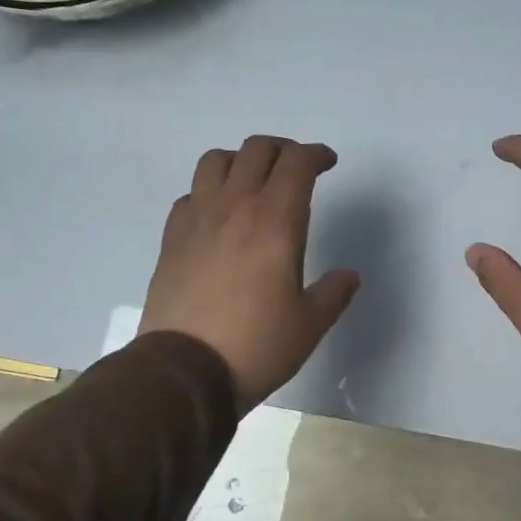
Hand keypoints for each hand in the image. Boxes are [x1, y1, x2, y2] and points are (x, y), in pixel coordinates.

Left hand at [142, 136, 360, 413]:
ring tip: (254, 182)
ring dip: (241, 161)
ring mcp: (197, 219)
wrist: (184, 370)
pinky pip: (191, 195)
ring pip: (216, 161)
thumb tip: (348, 275)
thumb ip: (333, 293)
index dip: (316, 155)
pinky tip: (218, 217)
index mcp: (275, 221)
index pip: (296, 163)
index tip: (328, 163)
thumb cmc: (257, 345)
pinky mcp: (172, 239)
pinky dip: (209, 192)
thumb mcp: (309, 325)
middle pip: (256, 150)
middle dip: (282, 149)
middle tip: (297, 168)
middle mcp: (235, 207)